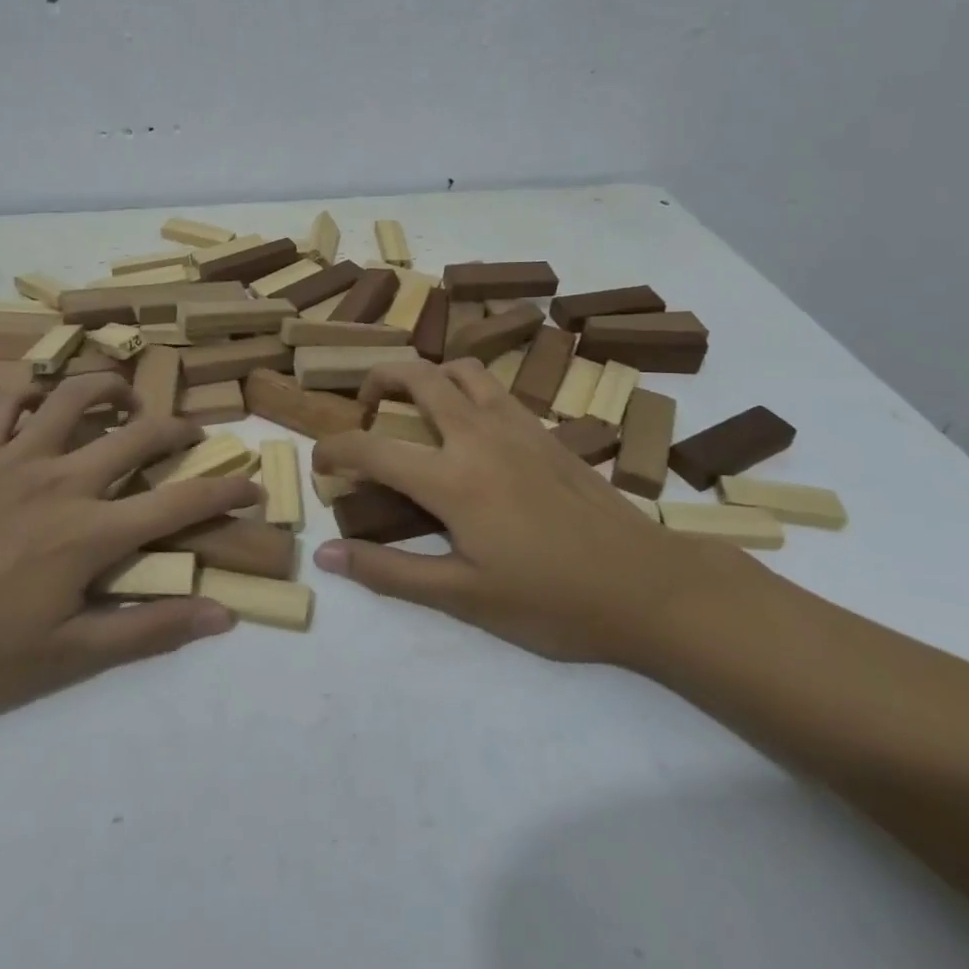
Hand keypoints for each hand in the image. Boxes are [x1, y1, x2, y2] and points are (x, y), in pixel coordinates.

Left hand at [0, 374, 257, 717]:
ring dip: (111, 388)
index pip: (178, 502)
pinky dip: (29, 387)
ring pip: (75, 396)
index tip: (252, 483)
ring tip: (126, 401)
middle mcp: (63, 480)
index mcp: (91, 533)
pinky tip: (42, 393)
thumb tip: (220, 615)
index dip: (224, 489)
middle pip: (139, 434)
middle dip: (179, 428)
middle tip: (193, 434)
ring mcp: (16, 458)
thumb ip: (147, 631)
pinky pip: (5, 400)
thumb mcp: (66, 658)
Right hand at [312, 360, 737, 666]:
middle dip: (378, 380)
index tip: (320, 463)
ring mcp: (517, 426)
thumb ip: (390, 572)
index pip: (372, 448)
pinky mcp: (546, 430)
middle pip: (418, 376)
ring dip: (427, 375)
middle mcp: (479, 435)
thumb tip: (327, 554)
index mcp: (452, 479)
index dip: (334, 450)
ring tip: (415, 406)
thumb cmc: (552, 600)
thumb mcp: (464, 598)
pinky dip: (466, 388)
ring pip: (462, 368)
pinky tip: (468, 427)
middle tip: (366, 409)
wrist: (648, 587)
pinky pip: (494, 388)